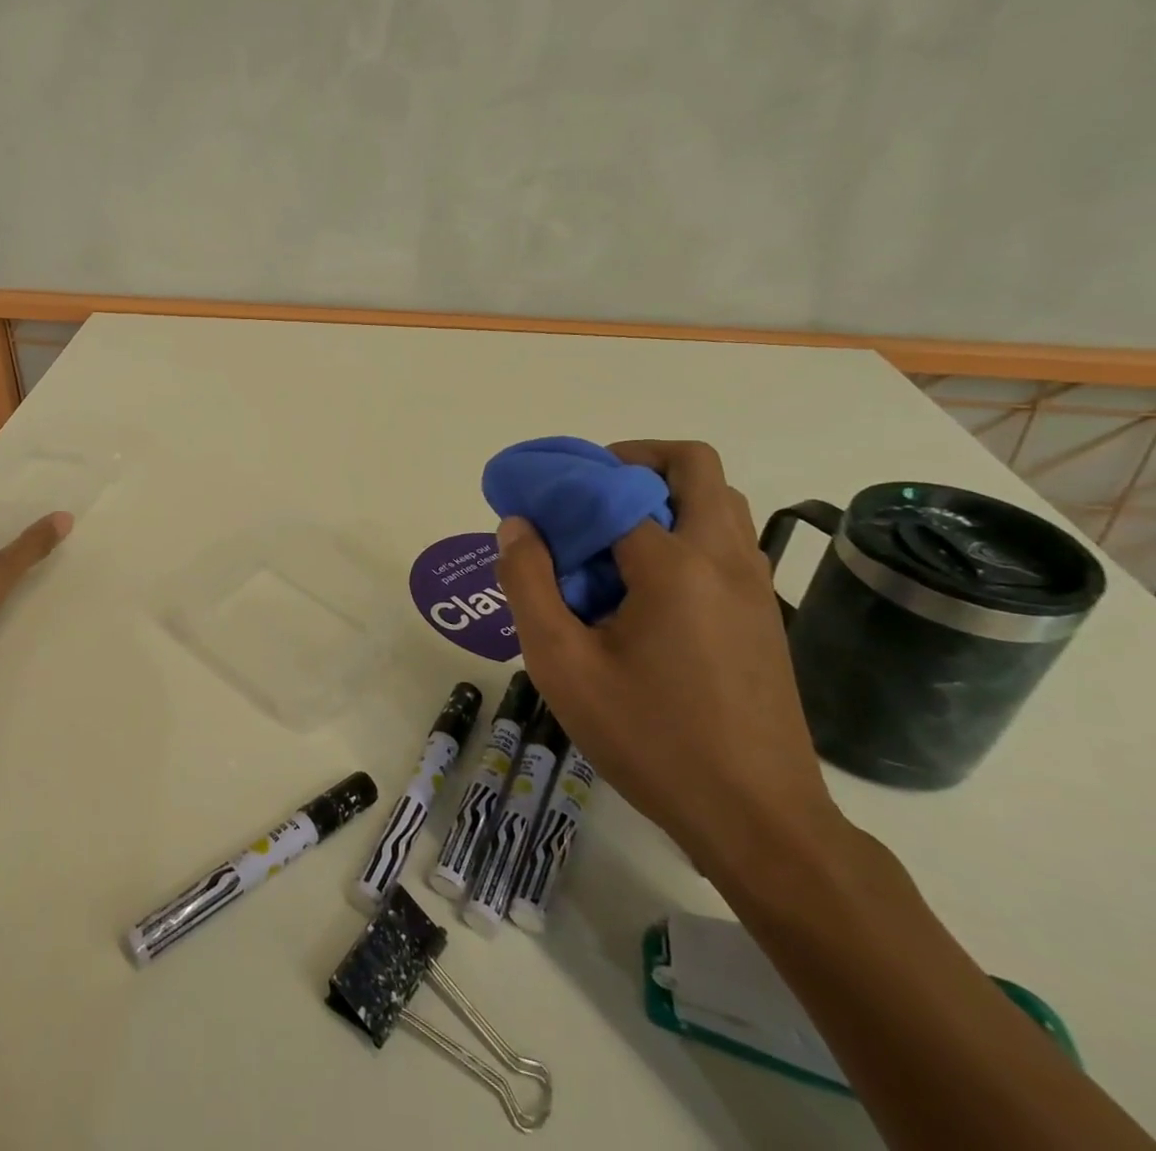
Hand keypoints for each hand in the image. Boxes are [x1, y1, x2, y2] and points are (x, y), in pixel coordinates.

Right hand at [493, 439, 843, 883]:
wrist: (759, 821)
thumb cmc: (650, 738)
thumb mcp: (561, 664)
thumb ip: (528, 584)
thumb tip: (517, 525)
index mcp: (675, 565)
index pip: (614, 488)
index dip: (566, 482)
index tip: (532, 498)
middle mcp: (725, 560)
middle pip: (694, 466)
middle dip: (633, 461)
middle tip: (584, 493)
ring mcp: (754, 587)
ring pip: (716, 503)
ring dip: (661, 497)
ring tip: (606, 540)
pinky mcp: (764, 616)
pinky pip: (723, 544)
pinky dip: (681, 534)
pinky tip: (640, 590)